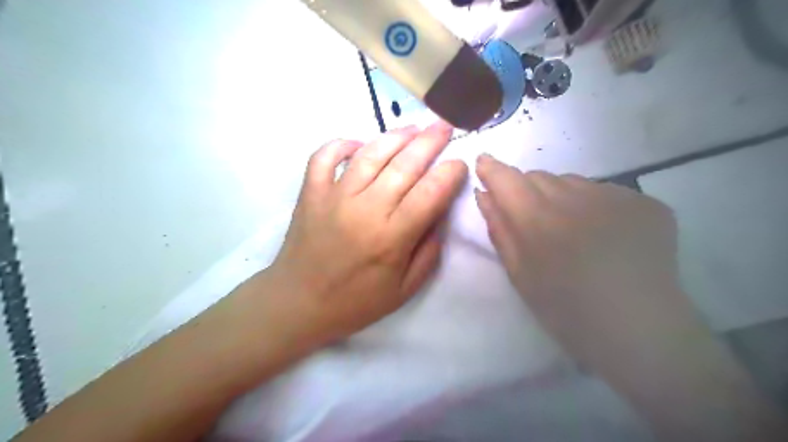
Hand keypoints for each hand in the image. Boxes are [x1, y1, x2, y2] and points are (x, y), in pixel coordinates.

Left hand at [271, 122, 466, 342]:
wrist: (298, 303)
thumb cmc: (355, 302)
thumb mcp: (404, 290)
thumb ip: (429, 252)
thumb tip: (439, 215)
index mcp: (391, 237)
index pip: (430, 193)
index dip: (450, 173)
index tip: (460, 163)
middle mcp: (365, 210)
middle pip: (405, 165)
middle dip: (430, 141)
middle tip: (445, 126)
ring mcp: (334, 196)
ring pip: (370, 154)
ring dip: (395, 136)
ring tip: (414, 128)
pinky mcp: (311, 192)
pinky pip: (324, 156)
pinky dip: (342, 143)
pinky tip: (360, 143)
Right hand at [470, 154, 697, 372]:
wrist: (639, 331)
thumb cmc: (566, 310)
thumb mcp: (519, 274)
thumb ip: (499, 229)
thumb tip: (484, 194)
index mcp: (539, 220)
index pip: (506, 178)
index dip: (492, 168)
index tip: (484, 164)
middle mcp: (576, 197)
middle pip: (538, 176)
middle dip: (526, 190)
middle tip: (532, 219)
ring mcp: (615, 196)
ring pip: (572, 181)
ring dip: (561, 197)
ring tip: (572, 230)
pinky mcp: (645, 203)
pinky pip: (605, 192)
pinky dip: (595, 206)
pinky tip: (605, 235)